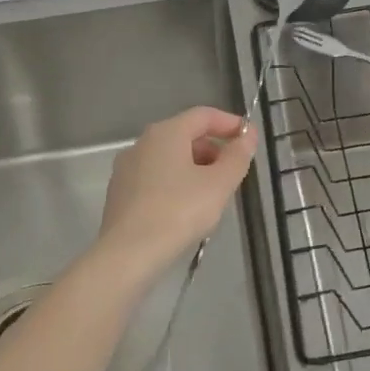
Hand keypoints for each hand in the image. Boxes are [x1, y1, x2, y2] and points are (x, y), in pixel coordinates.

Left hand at [97, 107, 255, 271]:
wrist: (128, 254)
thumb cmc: (178, 212)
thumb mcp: (219, 184)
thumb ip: (237, 156)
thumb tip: (248, 135)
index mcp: (166, 133)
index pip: (203, 115)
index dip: (230, 123)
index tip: (250, 139)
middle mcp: (142, 143)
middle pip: (185, 135)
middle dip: (213, 149)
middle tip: (233, 173)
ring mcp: (127, 168)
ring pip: (170, 158)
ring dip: (196, 168)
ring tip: (213, 194)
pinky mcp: (120, 193)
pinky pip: (155, 178)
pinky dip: (176, 184)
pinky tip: (186, 209)